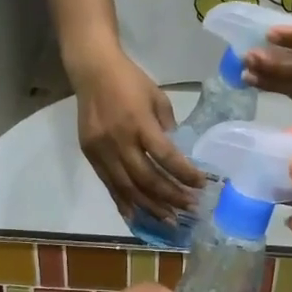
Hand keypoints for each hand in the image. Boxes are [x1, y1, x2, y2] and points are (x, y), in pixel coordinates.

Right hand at [73, 50, 204, 222]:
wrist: (92, 71)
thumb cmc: (130, 81)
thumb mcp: (158, 98)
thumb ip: (167, 126)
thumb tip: (176, 155)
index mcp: (139, 122)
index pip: (166, 156)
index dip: (184, 174)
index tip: (201, 185)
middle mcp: (119, 140)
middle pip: (147, 178)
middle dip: (171, 196)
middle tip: (190, 208)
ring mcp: (102, 150)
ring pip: (127, 188)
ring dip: (150, 207)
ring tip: (169, 220)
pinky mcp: (90, 155)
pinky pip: (109, 185)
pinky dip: (124, 202)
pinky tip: (138, 216)